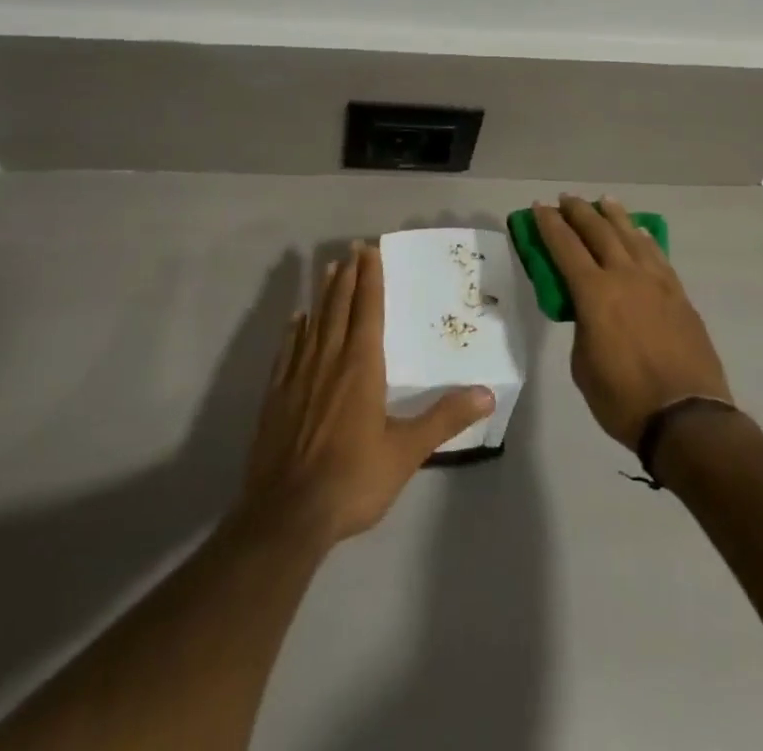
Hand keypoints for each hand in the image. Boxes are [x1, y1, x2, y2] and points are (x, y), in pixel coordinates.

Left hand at [236, 243, 494, 547]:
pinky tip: (296, 320)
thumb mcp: (406, 452)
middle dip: (348, 276)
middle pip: (339, 307)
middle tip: (352, 249)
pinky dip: (295, 330)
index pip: (368, 310)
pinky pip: (288, 350)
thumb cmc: (353, 479)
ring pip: (314, 322)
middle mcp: (329, 360)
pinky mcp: (276, 396)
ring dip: (323, 294)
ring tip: (328, 269)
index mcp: (361, 366)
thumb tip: (487, 393)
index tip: (370, 250)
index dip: (370, 278)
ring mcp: (298, 376)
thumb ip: (445, 419)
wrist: (287, 515)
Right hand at [535, 196, 731, 450]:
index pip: (565, 247)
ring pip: (631, 236)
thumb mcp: (583, 365)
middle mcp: (625, 276)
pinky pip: (656, 255)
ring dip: (614, 216)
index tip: (539, 207)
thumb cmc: (623, 399)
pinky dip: (643, 238)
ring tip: (603, 201)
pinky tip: (639, 232)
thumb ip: (583, 327)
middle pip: (598, 231)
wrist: (686, 418)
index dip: (549, 224)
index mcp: (594, 293)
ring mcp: (656, 282)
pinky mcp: (678, 294)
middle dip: (578, 212)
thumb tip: (590, 312)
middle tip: (566, 199)